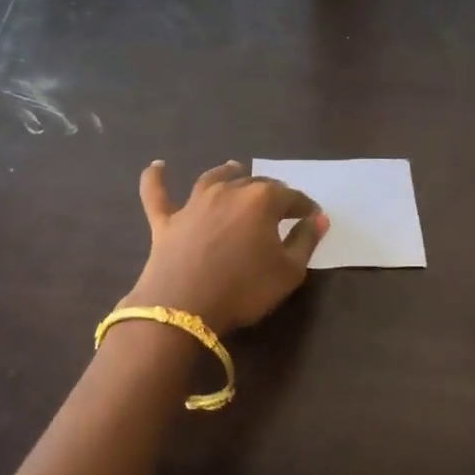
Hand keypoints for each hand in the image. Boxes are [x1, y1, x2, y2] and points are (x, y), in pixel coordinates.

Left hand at [121, 160, 328, 334]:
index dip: (305, 207)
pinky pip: (157, 193)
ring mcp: (194, 203)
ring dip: (227, 171)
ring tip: (234, 167)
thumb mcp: (289, 272)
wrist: (184, 308)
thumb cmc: (245, 289)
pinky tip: (157, 166)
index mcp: (262, 200)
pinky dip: (156, 178)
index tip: (314, 217)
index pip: (292, 197)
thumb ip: (306, 241)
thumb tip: (318, 219)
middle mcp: (229, 191)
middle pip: (255, 183)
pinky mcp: (166, 220)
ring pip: (213, 178)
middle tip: (282, 203)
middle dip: (273, 191)